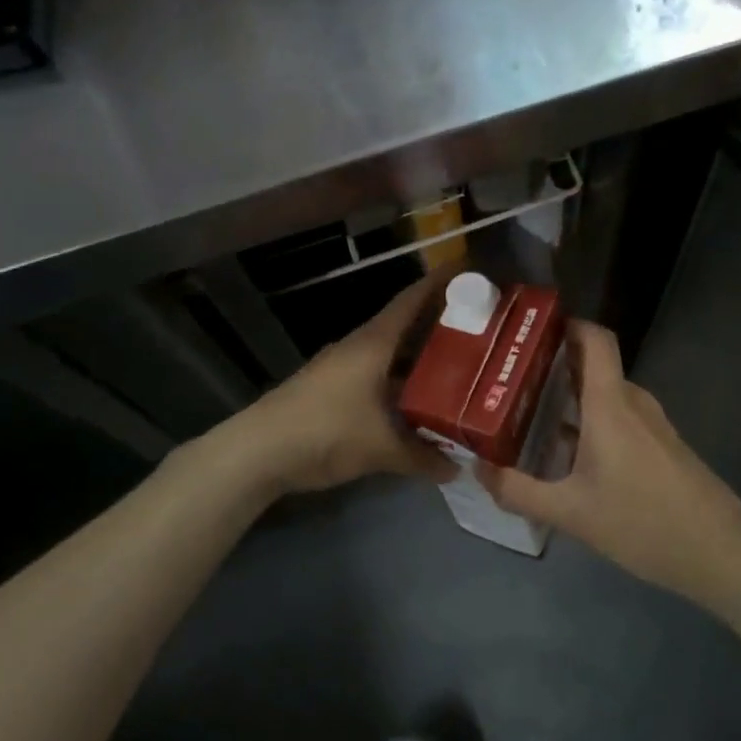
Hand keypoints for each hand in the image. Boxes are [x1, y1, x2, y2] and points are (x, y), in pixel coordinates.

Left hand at [231, 272, 459, 495]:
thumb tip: (457, 469)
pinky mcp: (333, 391)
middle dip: (441, 327)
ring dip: (421, 361)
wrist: (259, 451)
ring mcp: (343, 369)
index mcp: (373, 344)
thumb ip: (422, 456)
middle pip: (406, 328)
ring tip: (460, 368)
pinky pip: (378, 379)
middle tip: (481, 331)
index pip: (411, 301)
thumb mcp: (380, 447)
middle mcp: (360, 348)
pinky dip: (401, 386)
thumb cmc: (325, 431)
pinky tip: (419, 405)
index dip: (440, 284)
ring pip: (392, 356)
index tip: (470, 271)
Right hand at [480, 322, 740, 605]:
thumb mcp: (570, 513)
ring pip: (607, 397)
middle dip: (554, 370)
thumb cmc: (642, 523)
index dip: (568, 325)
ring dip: (572, 400)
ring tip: (531, 418)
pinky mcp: (665, 447)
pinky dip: (593, 423)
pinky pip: (622, 419)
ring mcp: (654, 425)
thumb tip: (479, 469)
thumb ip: (519, 491)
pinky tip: (570, 457)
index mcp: (611, 405)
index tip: (532, 333)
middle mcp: (634, 404)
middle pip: (593, 368)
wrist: (720, 554)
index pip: (596, 340)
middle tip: (511, 383)